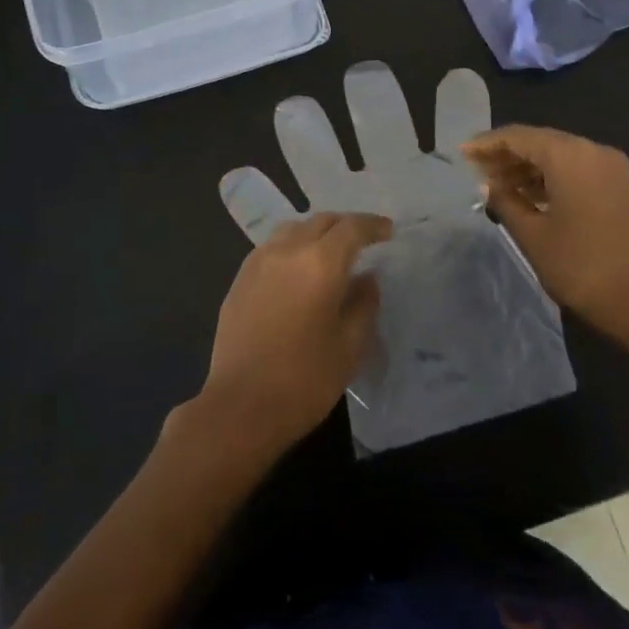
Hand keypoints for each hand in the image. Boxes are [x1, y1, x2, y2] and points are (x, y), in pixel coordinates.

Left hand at [195, 212, 391, 457]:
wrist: (241, 407)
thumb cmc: (305, 379)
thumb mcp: (350, 345)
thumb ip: (363, 304)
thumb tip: (366, 278)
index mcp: (320, 263)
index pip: (351, 228)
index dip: (373, 225)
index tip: (388, 231)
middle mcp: (287, 251)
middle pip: (321, 221)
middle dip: (345, 225)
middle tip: (363, 240)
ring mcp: (258, 262)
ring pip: (293, 229)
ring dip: (316, 233)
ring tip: (330, 251)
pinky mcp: (239, 279)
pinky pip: (272, 248)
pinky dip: (292, 247)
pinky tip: (298, 270)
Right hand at [463, 126, 628, 357]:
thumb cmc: (583, 268)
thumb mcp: (533, 236)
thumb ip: (506, 202)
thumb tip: (489, 184)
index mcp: (570, 156)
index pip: (519, 136)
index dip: (487, 144)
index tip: (462, 154)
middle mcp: (594, 152)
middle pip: (542, 141)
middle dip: (508, 154)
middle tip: (478, 172)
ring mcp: (614, 169)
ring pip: (561, 156)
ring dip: (530, 168)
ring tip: (499, 186)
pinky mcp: (623, 188)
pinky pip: (579, 170)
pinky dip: (552, 178)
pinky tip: (532, 196)